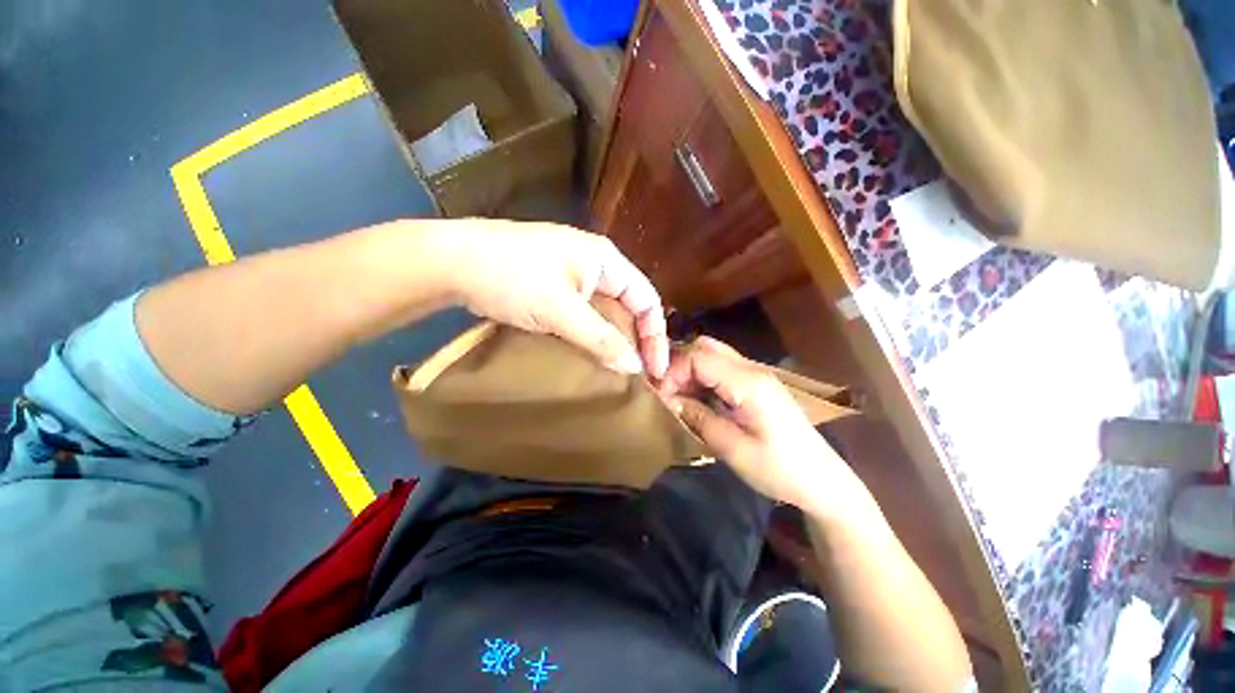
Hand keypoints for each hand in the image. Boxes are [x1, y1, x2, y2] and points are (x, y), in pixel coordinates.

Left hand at [432, 219, 668, 377]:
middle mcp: (595, 266)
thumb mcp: (561, 310)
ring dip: (611, 342)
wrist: (453, 262)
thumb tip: (634, 368)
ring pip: (604, 314)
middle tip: (636, 377)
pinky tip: (589, 357)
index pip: (646, 300)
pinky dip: (590, 337)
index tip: (654, 370)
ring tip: (615, 373)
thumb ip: (601, 339)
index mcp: (606, 261)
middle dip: (634, 341)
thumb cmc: (513, 278)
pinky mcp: (553, 289)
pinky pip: (583, 316)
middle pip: (627, 308)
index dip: (655, 336)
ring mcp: (572, 277)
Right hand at [658, 337, 868, 517]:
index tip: (660, 395)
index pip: (699, 357)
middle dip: (679, 365)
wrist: (823, 481)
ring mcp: (756, 375)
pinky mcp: (757, 384)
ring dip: (690, 370)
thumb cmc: (779, 470)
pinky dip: (703, 377)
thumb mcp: (733, 449)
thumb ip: (699, 418)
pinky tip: (697, 398)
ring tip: (677, 396)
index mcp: (748, 383)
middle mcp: (752, 369)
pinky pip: (722, 368)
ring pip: (713, 355)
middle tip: (666, 392)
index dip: (673, 371)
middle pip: (706, 347)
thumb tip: (670, 399)